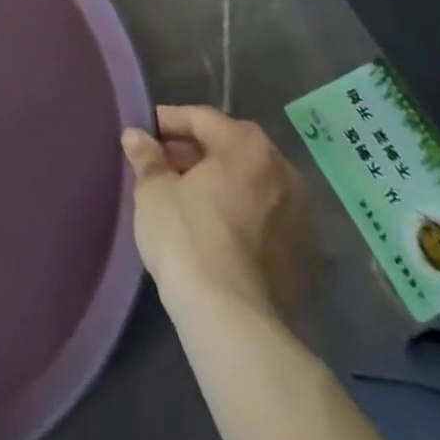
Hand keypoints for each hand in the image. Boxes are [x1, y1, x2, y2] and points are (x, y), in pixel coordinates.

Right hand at [121, 105, 309, 320]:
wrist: (233, 321)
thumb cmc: (187, 238)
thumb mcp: (153, 190)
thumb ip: (146, 157)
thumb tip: (136, 137)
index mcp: (247, 146)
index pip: (201, 118)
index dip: (168, 122)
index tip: (144, 134)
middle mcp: (283, 171)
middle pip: (230, 147)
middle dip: (195, 152)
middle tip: (162, 165)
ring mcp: (300, 214)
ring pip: (249, 182)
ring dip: (219, 182)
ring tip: (185, 196)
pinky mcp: (304, 254)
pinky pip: (263, 215)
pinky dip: (239, 211)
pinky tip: (213, 227)